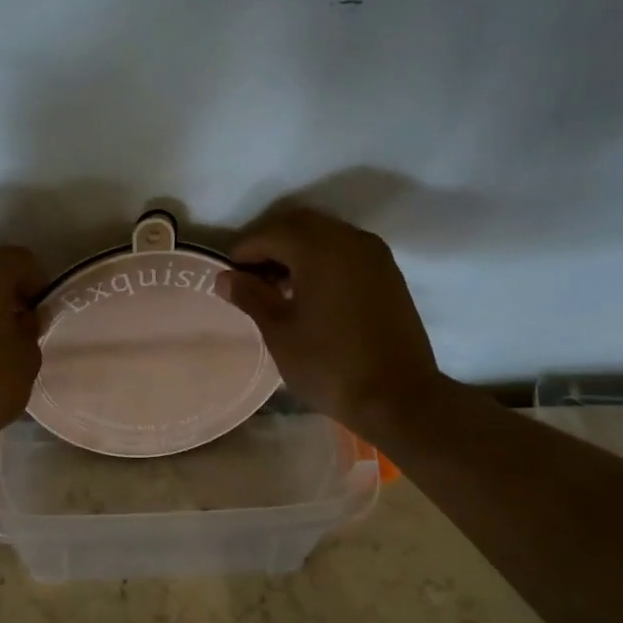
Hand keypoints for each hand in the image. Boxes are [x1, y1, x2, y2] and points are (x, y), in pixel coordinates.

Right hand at [220, 206, 444, 436]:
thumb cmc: (328, 364)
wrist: (398, 397)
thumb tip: (224, 277)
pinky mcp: (388, 273)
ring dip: (297, 250)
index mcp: (318, 248)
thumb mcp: (278, 331)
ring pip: (324, 235)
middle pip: (298, 225)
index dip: (243, 252)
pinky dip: (322, 259)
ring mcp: (374, 254)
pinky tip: (310, 292)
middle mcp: (348, 239)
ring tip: (277, 287)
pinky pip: (346, 250)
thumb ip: (250, 296)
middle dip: (270, 244)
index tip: (227, 277)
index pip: (269, 233)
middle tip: (250, 278)